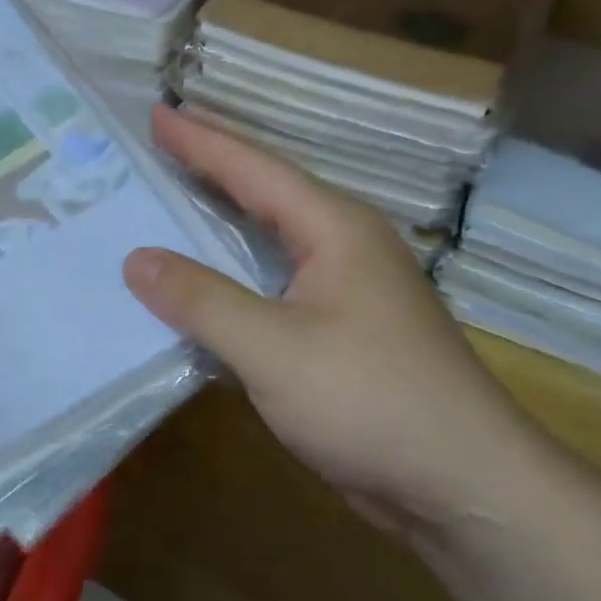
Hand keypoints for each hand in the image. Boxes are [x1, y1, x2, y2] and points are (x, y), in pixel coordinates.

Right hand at [124, 105, 558, 534]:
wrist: (464, 486)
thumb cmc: (371, 401)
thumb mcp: (273, 348)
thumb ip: (202, 299)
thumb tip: (136, 259)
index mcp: (335, 230)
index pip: (256, 169)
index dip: (202, 142)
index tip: (155, 114)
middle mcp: (344, 249)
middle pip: (265, 197)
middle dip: (209, 173)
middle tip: (152, 154)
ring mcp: (346, 294)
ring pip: (268, 246)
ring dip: (218, 228)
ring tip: (165, 211)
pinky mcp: (340, 336)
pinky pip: (272, 290)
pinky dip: (231, 282)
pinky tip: (199, 294)